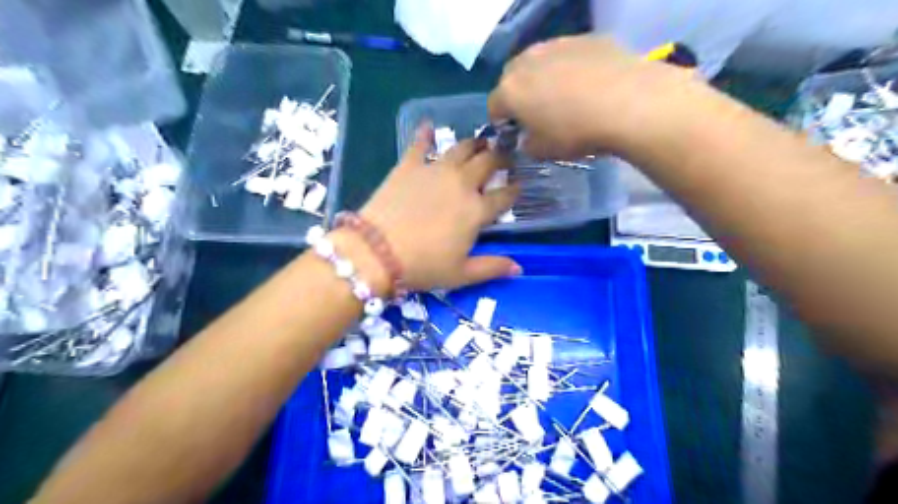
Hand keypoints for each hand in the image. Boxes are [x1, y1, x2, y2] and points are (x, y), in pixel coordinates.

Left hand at [360, 125, 524, 291]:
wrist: (377, 252)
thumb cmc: (423, 266)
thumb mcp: (461, 274)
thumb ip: (491, 267)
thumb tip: (518, 268)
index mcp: (477, 210)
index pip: (504, 195)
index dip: (514, 189)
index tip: (519, 185)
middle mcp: (461, 184)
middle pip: (488, 163)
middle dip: (500, 158)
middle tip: (504, 157)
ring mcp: (435, 171)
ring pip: (461, 148)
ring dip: (474, 143)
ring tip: (480, 142)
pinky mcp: (409, 166)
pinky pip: (420, 144)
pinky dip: (425, 134)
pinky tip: (428, 126)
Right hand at [489, 36, 696, 158]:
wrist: (627, 103)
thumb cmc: (575, 132)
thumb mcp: (542, 151)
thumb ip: (526, 144)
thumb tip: (526, 138)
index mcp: (510, 91)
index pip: (493, 107)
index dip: (501, 122)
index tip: (515, 133)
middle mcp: (526, 61)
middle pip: (512, 78)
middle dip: (519, 95)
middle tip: (537, 113)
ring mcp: (556, 44)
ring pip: (539, 62)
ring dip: (543, 78)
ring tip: (565, 97)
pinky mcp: (585, 38)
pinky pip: (567, 55)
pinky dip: (570, 68)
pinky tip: (589, 85)